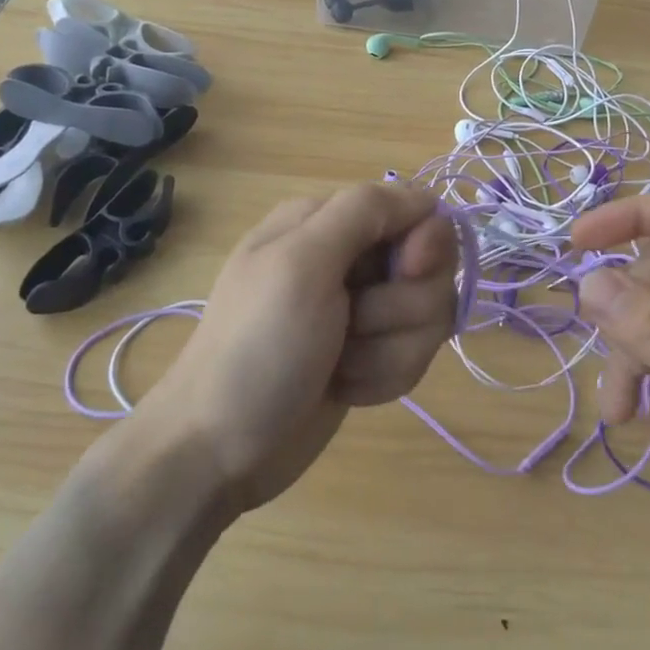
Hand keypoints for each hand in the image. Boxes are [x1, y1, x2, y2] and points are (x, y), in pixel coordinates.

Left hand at [133, 182, 457, 511]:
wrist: (219, 450)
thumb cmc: (257, 347)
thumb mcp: (301, 262)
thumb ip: (363, 212)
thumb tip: (427, 199)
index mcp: (328, 221)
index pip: (418, 211)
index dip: (424, 244)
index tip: (406, 272)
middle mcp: (351, 259)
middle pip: (431, 268)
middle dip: (400, 307)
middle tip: (352, 326)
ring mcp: (363, 311)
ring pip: (428, 316)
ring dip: (387, 350)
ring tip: (339, 365)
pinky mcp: (371, 355)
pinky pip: (414, 355)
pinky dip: (383, 377)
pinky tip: (343, 388)